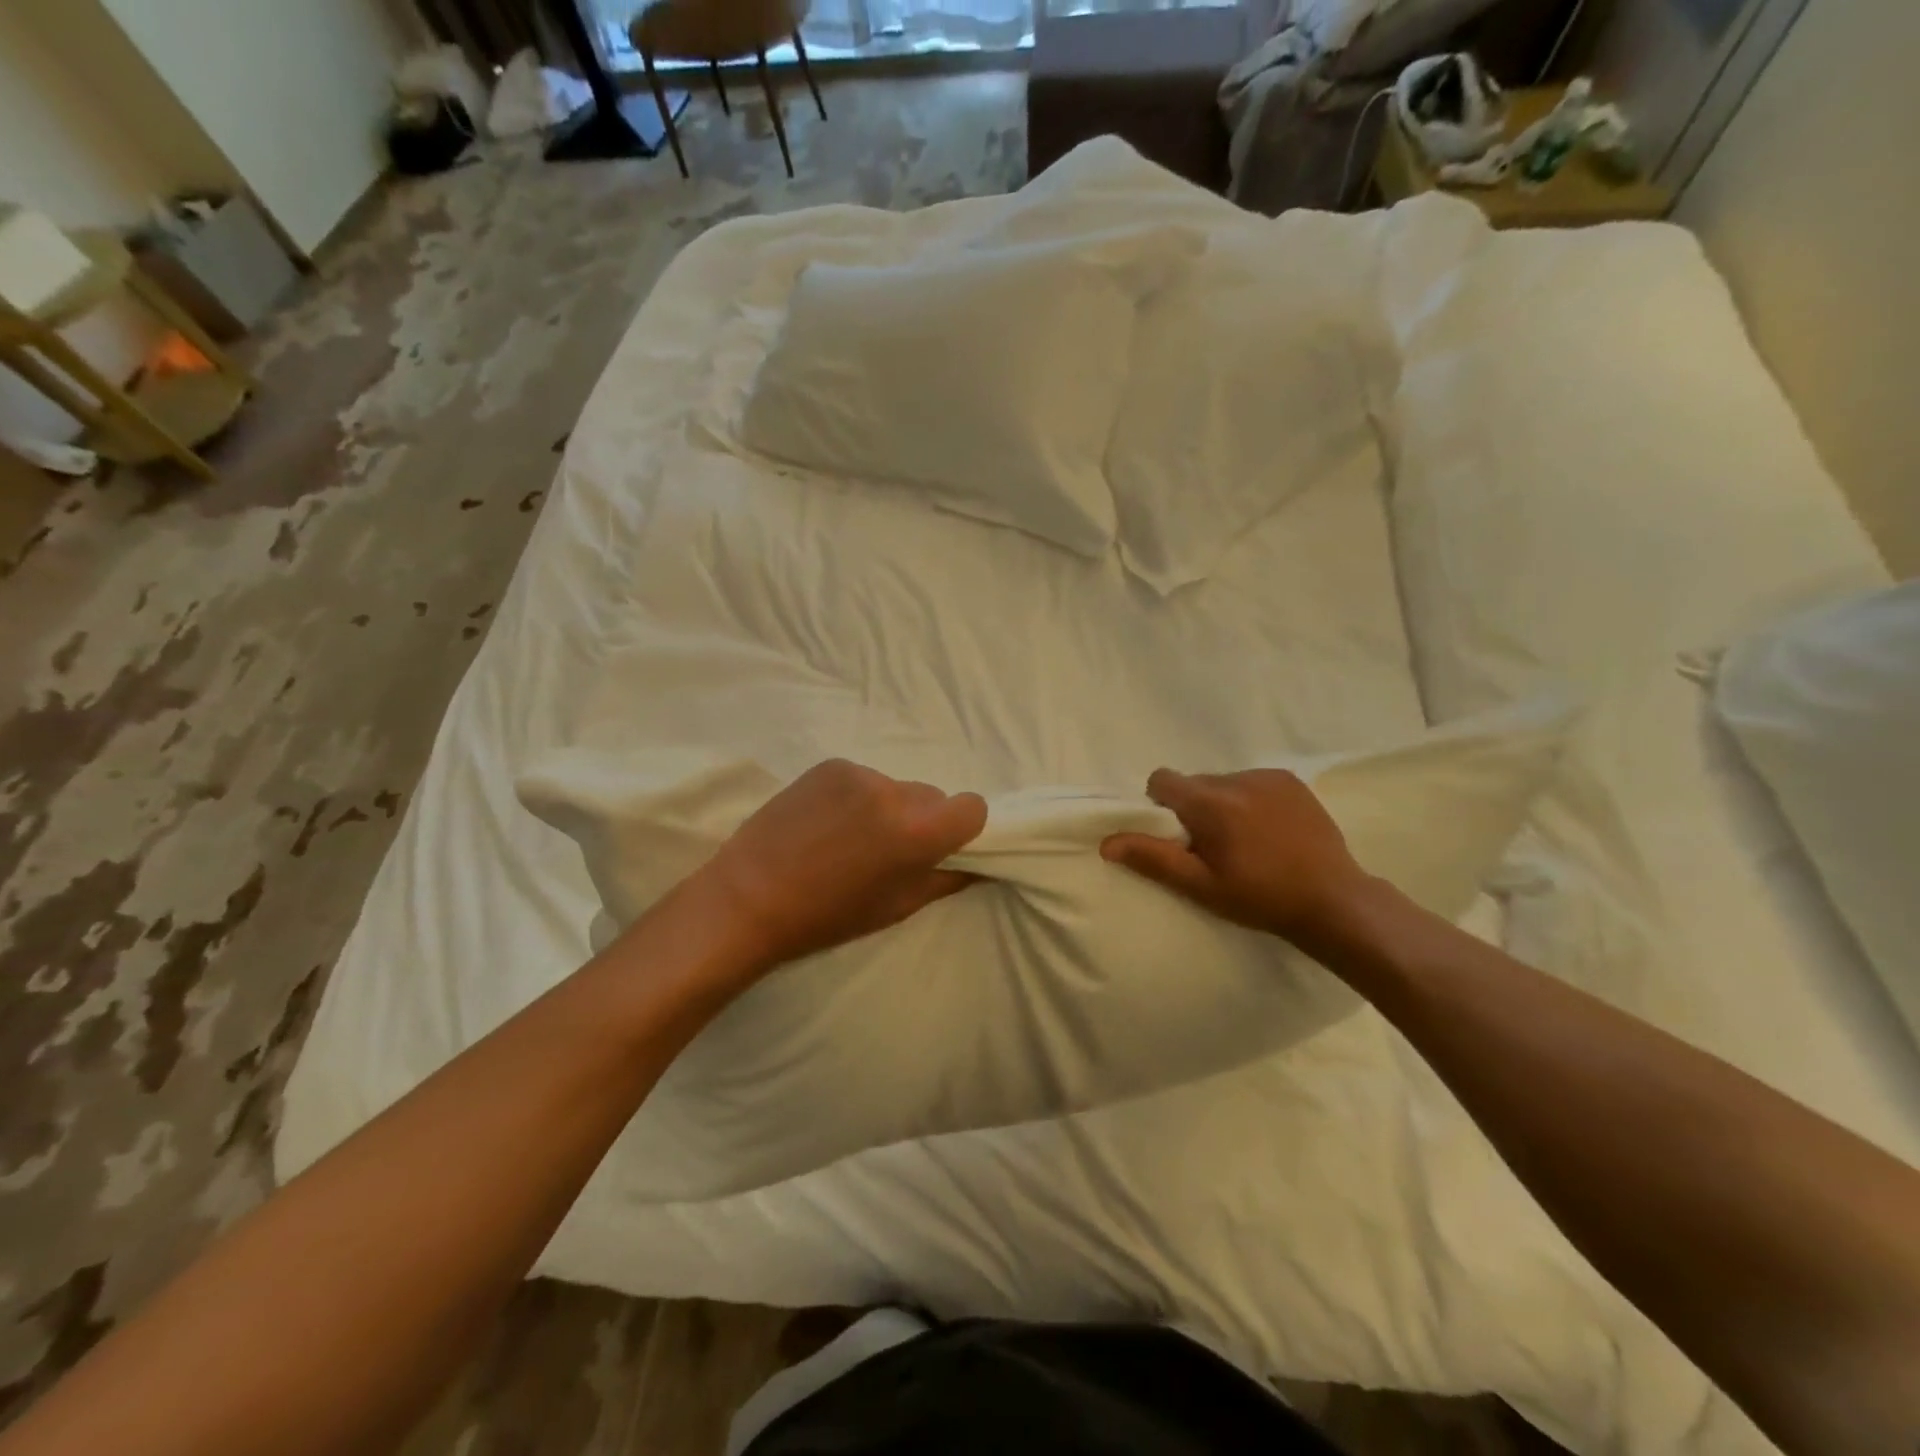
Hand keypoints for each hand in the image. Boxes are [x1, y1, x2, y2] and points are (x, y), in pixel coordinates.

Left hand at [693, 759, 987, 970]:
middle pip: (932, 796)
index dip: (961, 828)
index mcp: (917, 831)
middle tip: (886, 850)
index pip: (973, 806)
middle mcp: (894, 791)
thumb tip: (975, 863)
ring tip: (848, 838)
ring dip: (886, 807)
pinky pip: (863, 778)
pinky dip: (856, 797)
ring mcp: (859, 773)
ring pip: (895, 787)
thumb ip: (945, 879)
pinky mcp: (829, 765)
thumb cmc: (827, 916)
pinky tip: (826, 822)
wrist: (748, 897)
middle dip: (921, 819)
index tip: (938, 847)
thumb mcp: (895, 908)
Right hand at [1100, 768, 1371, 945]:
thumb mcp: (1200, 885)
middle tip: (1212, 846)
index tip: (1177, 835)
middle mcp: (1237, 778)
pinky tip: (1269, 830)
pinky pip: (1253, 782)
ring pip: (1224, 782)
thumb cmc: (1259, 897)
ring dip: (1222, 803)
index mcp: (1211, 803)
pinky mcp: (1291, 781)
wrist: (1332, 900)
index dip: (1160, 804)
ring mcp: (1268, 777)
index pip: (1162, 779)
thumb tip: (1107, 843)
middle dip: (1194, 807)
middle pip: (1194, 782)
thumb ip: (1153, 858)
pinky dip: (1250, 800)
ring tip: (1245, 840)